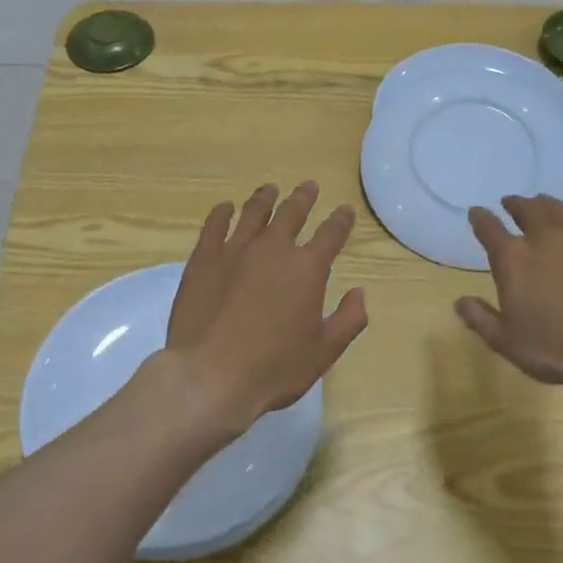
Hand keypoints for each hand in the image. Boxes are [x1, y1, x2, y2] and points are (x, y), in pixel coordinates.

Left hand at [163, 182, 366, 446]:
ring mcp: (235, 250)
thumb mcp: (324, 352)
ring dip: (265, 198)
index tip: (344, 211)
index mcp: (307, 268)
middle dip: (303, 197)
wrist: (211, 375)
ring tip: (270, 190)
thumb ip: (348, 320)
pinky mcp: (203, 259)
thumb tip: (360, 293)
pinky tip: (225, 208)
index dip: (340, 220)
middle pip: (292, 212)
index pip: (331, 234)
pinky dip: (222, 213)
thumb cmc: (274, 368)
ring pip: (253, 212)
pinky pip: (214, 225)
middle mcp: (273, 249)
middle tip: (309, 186)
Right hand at [455, 196, 562, 406]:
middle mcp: (544, 237)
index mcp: (512, 259)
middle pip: (526, 209)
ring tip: (542, 204)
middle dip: (515, 204)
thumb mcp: (506, 341)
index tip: (476, 213)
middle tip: (511, 203)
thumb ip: (480, 318)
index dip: (480, 218)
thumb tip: (459, 301)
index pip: (488, 228)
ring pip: (559, 208)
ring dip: (546, 204)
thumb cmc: (555, 348)